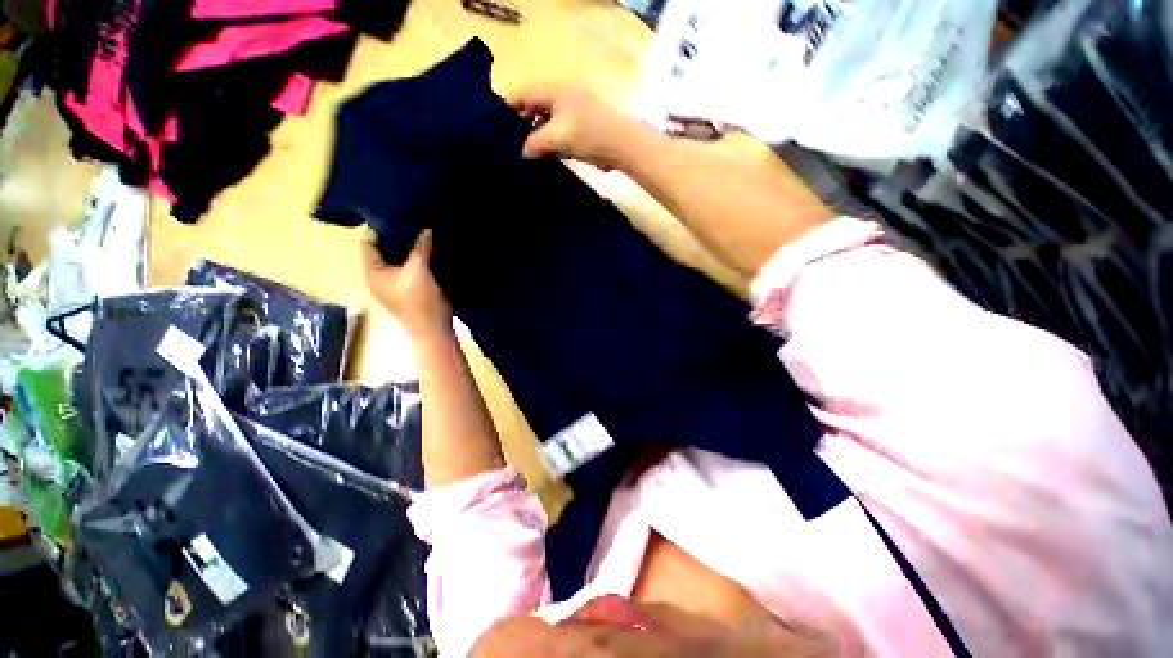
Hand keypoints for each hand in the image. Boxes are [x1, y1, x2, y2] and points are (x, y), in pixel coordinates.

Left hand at [361, 230, 451, 339]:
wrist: (434, 330)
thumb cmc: (420, 302)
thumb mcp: (419, 271)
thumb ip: (420, 248)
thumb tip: (426, 228)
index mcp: (373, 273)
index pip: (369, 243)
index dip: (381, 229)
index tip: (399, 215)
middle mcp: (381, 277)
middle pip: (385, 250)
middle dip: (399, 237)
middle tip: (415, 222)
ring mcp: (396, 284)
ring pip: (400, 259)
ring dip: (411, 249)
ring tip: (425, 233)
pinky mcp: (411, 289)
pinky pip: (412, 268)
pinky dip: (419, 259)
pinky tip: (432, 250)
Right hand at [512, 86, 649, 169]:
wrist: (623, 146)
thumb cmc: (588, 135)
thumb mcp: (556, 137)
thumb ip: (534, 144)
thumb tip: (522, 152)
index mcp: (555, 91)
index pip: (524, 95)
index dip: (509, 109)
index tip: (495, 127)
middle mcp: (563, 98)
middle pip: (535, 109)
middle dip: (522, 126)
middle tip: (509, 145)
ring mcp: (574, 114)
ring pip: (547, 124)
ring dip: (537, 138)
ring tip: (524, 155)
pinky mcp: (582, 131)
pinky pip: (559, 135)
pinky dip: (551, 145)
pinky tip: (544, 158)